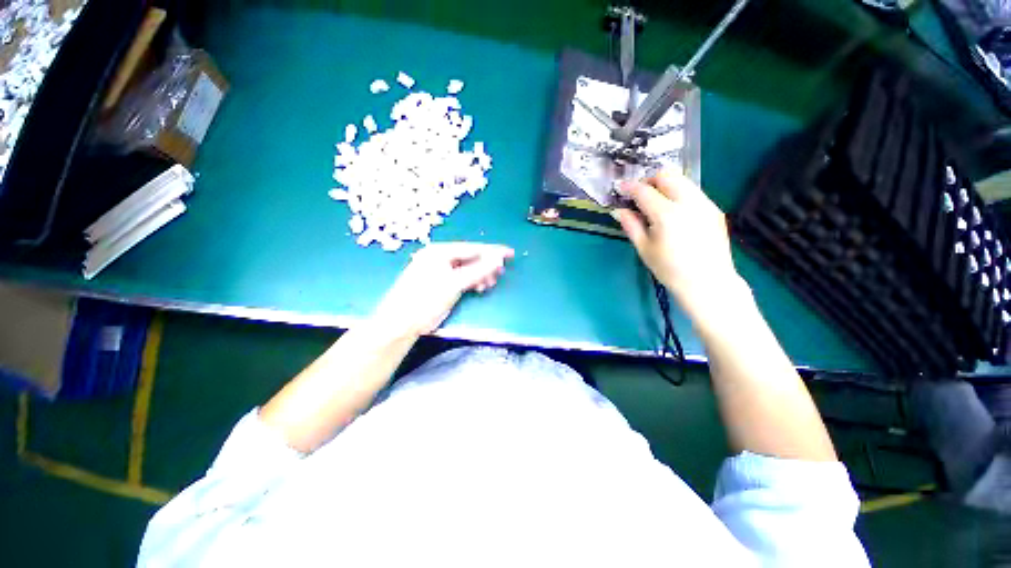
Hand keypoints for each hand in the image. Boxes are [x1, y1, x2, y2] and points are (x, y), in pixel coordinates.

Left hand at [373, 242, 514, 337]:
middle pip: (470, 257)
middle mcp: (439, 256)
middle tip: (500, 274)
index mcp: (440, 251)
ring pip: (467, 268)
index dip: (493, 251)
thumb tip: (498, 258)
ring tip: (489, 284)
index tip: (510, 254)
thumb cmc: (426, 299)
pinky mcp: (440, 282)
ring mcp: (438, 269)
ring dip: (480, 275)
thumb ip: (479, 270)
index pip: (473, 248)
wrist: (401, 323)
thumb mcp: (455, 283)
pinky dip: (472, 281)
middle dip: (487, 265)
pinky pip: (461, 276)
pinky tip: (479, 287)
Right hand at [614, 170, 744, 319]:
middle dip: (649, 180)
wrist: (708, 283)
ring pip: (683, 180)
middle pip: (667, 175)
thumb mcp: (644, 249)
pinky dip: (679, 194)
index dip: (630, 187)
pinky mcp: (714, 209)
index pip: (644, 191)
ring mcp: (705, 203)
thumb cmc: (670, 269)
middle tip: (639, 194)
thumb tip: (618, 210)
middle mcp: (688, 202)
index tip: (620, 187)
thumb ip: (631, 225)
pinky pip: (694, 192)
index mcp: (667, 215)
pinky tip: (674, 212)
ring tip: (656, 202)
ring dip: (665, 185)